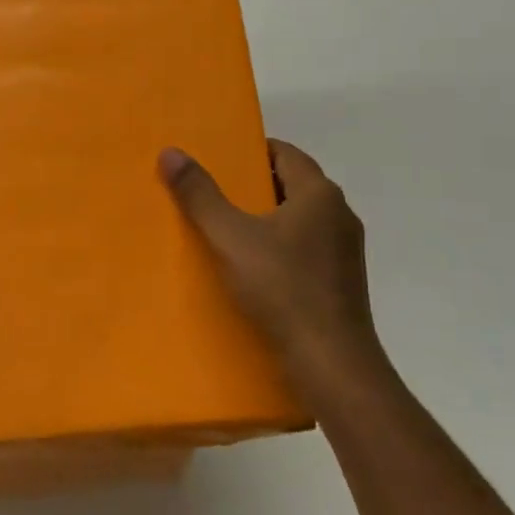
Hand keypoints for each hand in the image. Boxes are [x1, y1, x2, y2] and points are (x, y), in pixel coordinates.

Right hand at [158, 140, 382, 400]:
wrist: (331, 364)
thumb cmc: (282, 289)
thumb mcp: (230, 237)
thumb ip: (199, 195)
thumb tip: (171, 152)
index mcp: (319, 194)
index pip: (285, 152)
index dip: (250, 150)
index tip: (216, 157)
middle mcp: (339, 214)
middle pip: (291, 184)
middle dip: (252, 184)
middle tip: (211, 189)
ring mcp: (344, 251)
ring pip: (298, 219)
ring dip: (265, 218)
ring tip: (224, 227)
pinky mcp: (341, 282)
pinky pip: (305, 248)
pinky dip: (278, 246)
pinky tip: (251, 266)